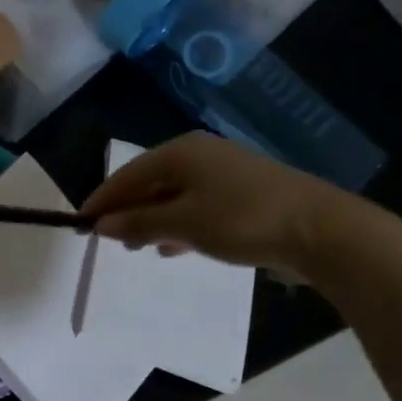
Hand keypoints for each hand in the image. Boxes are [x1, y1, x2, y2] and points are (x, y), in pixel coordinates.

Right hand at [79, 132, 373, 277]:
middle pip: (149, 183)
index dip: (103, 200)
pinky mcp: (242, 195)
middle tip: (109, 240)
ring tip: (138, 248)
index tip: (80, 224)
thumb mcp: (183, 224)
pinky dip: (179, 224)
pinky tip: (174, 247)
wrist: (321, 231)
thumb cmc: (242, 220)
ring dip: (152, 221)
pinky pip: (196, 206)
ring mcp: (224, 174)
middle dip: (127, 211)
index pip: (128, 175)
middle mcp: (199, 155)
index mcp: (181, 152)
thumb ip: (139, 223)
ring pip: (173, 196)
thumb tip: (100, 224)